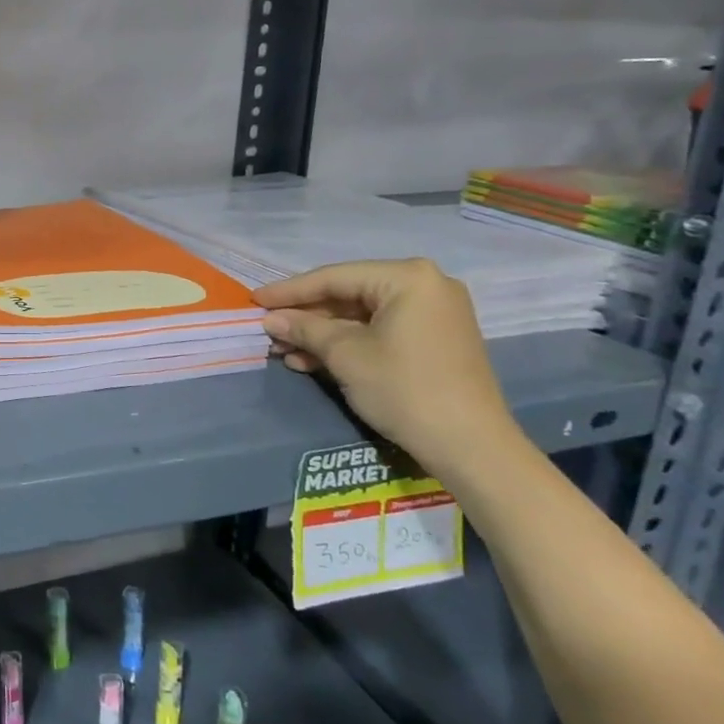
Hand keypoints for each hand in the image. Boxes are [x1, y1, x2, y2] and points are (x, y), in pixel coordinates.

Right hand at [256, 259, 521, 479]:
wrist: (470, 446)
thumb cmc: (404, 389)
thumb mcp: (345, 356)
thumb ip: (304, 329)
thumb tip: (270, 319)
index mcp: (407, 278)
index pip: (333, 278)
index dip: (288, 291)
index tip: (254, 300)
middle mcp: (425, 286)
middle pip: (348, 295)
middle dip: (306, 316)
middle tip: (269, 329)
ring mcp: (433, 314)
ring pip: (361, 316)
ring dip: (321, 334)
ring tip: (284, 350)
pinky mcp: (433, 340)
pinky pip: (379, 331)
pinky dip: (347, 345)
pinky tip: (311, 360)